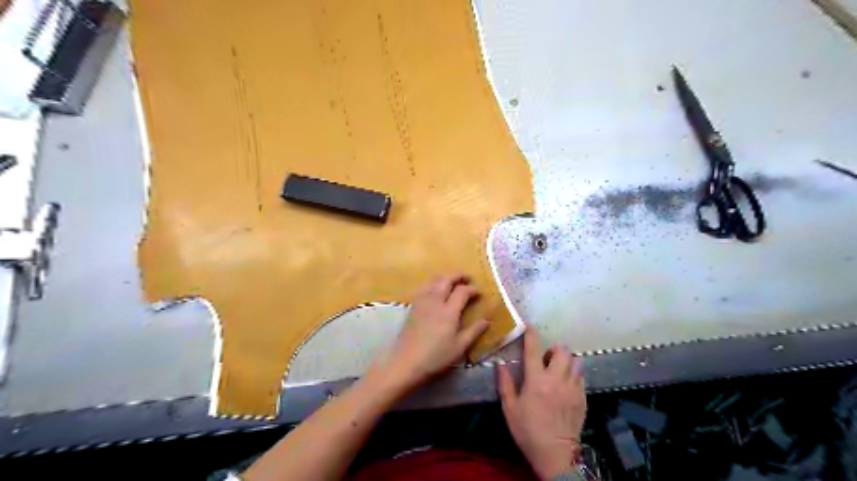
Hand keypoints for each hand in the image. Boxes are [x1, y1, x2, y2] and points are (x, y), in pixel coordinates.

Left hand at [376, 277, 488, 392]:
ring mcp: (422, 302)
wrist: (406, 362)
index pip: (462, 291)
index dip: (472, 289)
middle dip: (458, 276)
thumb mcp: (459, 347)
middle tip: (468, 278)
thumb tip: (486, 320)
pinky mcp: (413, 306)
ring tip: (453, 281)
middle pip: (446, 279)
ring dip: (445, 277)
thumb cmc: (436, 357)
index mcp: (448, 311)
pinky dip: (433, 283)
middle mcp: (435, 301)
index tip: (479, 293)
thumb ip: (473, 331)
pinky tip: (436, 290)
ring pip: (433, 280)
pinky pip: (424, 287)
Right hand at [500, 325, 585, 478]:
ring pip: (576, 362)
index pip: (534, 349)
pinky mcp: (583, 398)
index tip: (529, 325)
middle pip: (562, 351)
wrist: (556, 455)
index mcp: (536, 380)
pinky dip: (574, 374)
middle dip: (554, 349)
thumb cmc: (528, 431)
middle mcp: (557, 379)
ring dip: (567, 361)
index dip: (531, 334)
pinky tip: (566, 384)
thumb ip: (505, 384)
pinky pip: (581, 377)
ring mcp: (573, 388)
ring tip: (558, 369)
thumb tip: (500, 364)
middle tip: (547, 357)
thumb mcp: (510, 409)